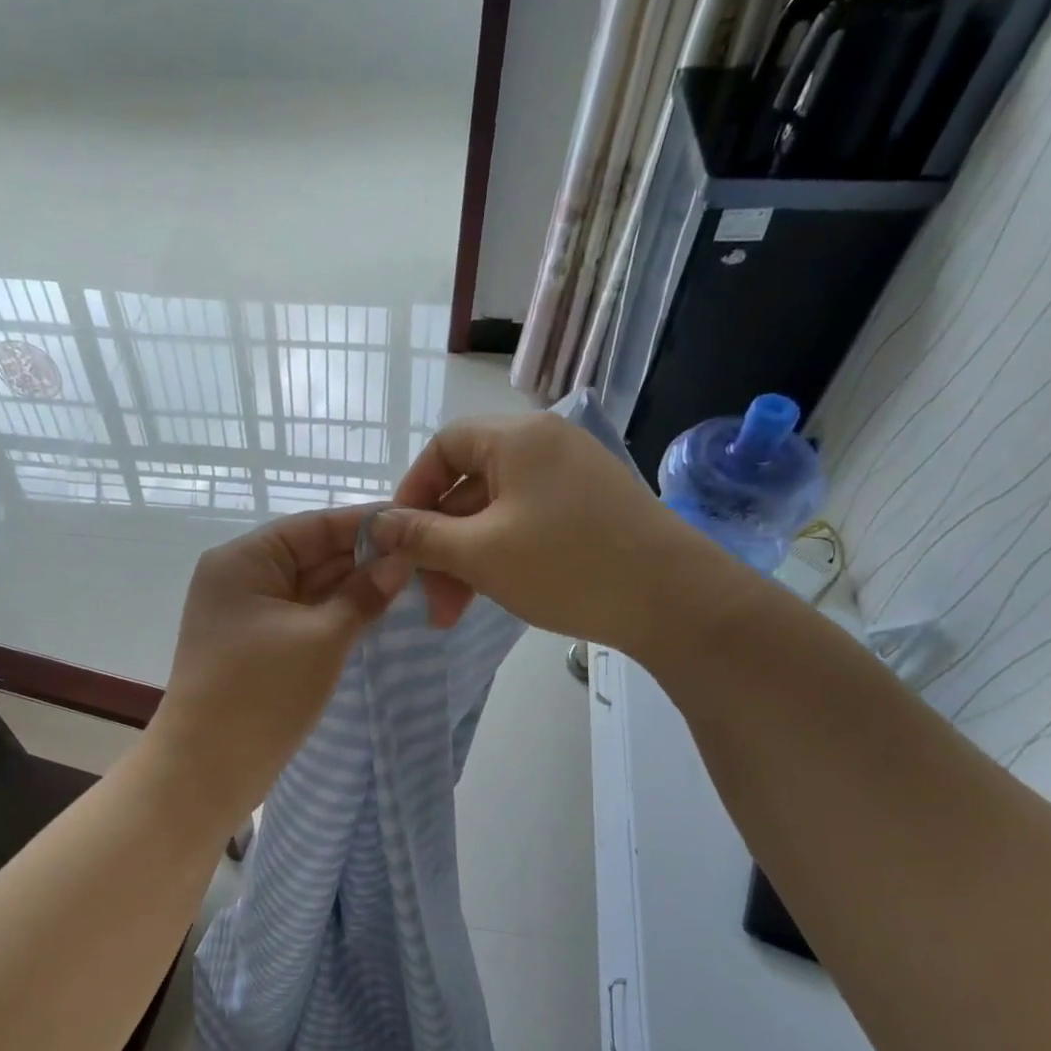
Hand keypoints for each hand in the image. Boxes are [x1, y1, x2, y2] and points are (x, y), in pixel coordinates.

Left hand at [146, 507, 410, 829]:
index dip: (366, 525)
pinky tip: (375, 615)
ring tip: (412, 586)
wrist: (207, 769)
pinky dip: (334, 617)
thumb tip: (401, 561)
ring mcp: (245, 615)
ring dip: (353, 590)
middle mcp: (240, 578)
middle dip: (364, 560)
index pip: (314, 526)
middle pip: (311, 555)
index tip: (417, 525)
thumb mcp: (322, 638)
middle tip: (425, 561)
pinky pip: (301, 618)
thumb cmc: (262, 694)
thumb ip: (363, 595)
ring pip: (308, 589)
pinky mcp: (254, 647)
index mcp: (244, 560)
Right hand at [372, 411, 721, 650]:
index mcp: (517, 438)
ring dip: (466, 557)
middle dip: (438, 540)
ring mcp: (572, 477)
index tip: (397, 539)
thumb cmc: (566, 566)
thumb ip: (421, 537)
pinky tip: (491, 594)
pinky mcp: (590, 509)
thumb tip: (377, 524)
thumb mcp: (479, 554)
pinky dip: (500, 555)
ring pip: (496, 511)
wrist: (674, 600)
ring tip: (451, 611)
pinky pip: (526, 523)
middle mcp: (545, 445)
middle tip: (424, 593)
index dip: (412, 491)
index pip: (444, 446)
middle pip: (468, 483)